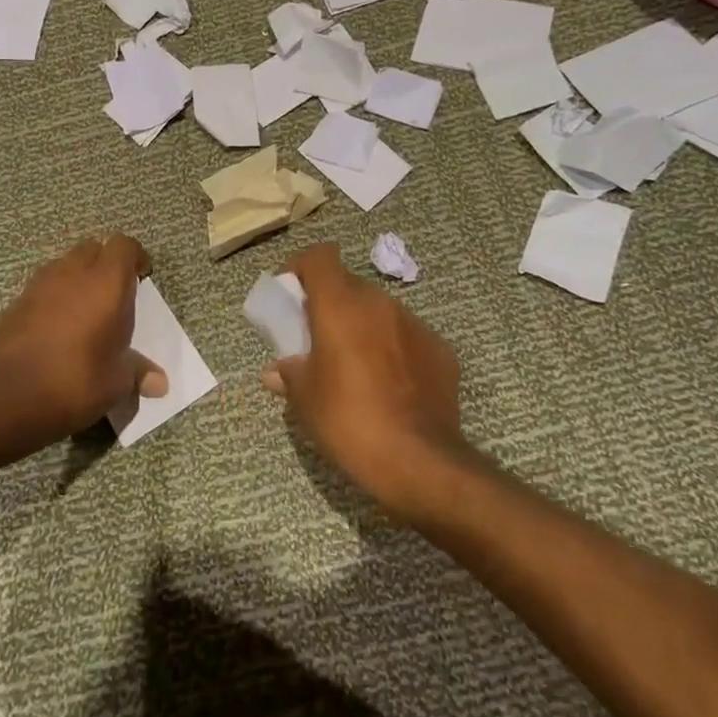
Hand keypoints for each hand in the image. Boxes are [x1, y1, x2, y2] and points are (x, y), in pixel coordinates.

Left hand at [0, 234, 167, 448]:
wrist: (12, 399)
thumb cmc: (78, 381)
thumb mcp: (117, 381)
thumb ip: (138, 372)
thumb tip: (160, 384)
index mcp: (106, 284)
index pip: (124, 245)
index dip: (135, 257)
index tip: (142, 278)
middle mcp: (72, 274)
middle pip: (92, 248)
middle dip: (104, 263)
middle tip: (113, 294)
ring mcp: (38, 287)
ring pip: (62, 266)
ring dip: (75, 279)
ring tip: (83, 310)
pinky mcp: (14, 305)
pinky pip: (39, 290)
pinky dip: (50, 300)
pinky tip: (53, 331)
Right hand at [264, 243, 465, 514]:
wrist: (420, 460)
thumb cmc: (349, 421)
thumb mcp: (305, 400)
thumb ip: (289, 374)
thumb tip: (277, 370)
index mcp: (340, 305)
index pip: (319, 256)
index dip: (301, 267)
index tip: (291, 293)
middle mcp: (379, 303)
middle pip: (348, 284)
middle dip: (330, 303)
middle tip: (318, 337)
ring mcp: (414, 324)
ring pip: (379, 310)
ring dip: (362, 325)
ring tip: (354, 364)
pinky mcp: (440, 349)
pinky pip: (406, 336)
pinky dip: (392, 348)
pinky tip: (389, 384)